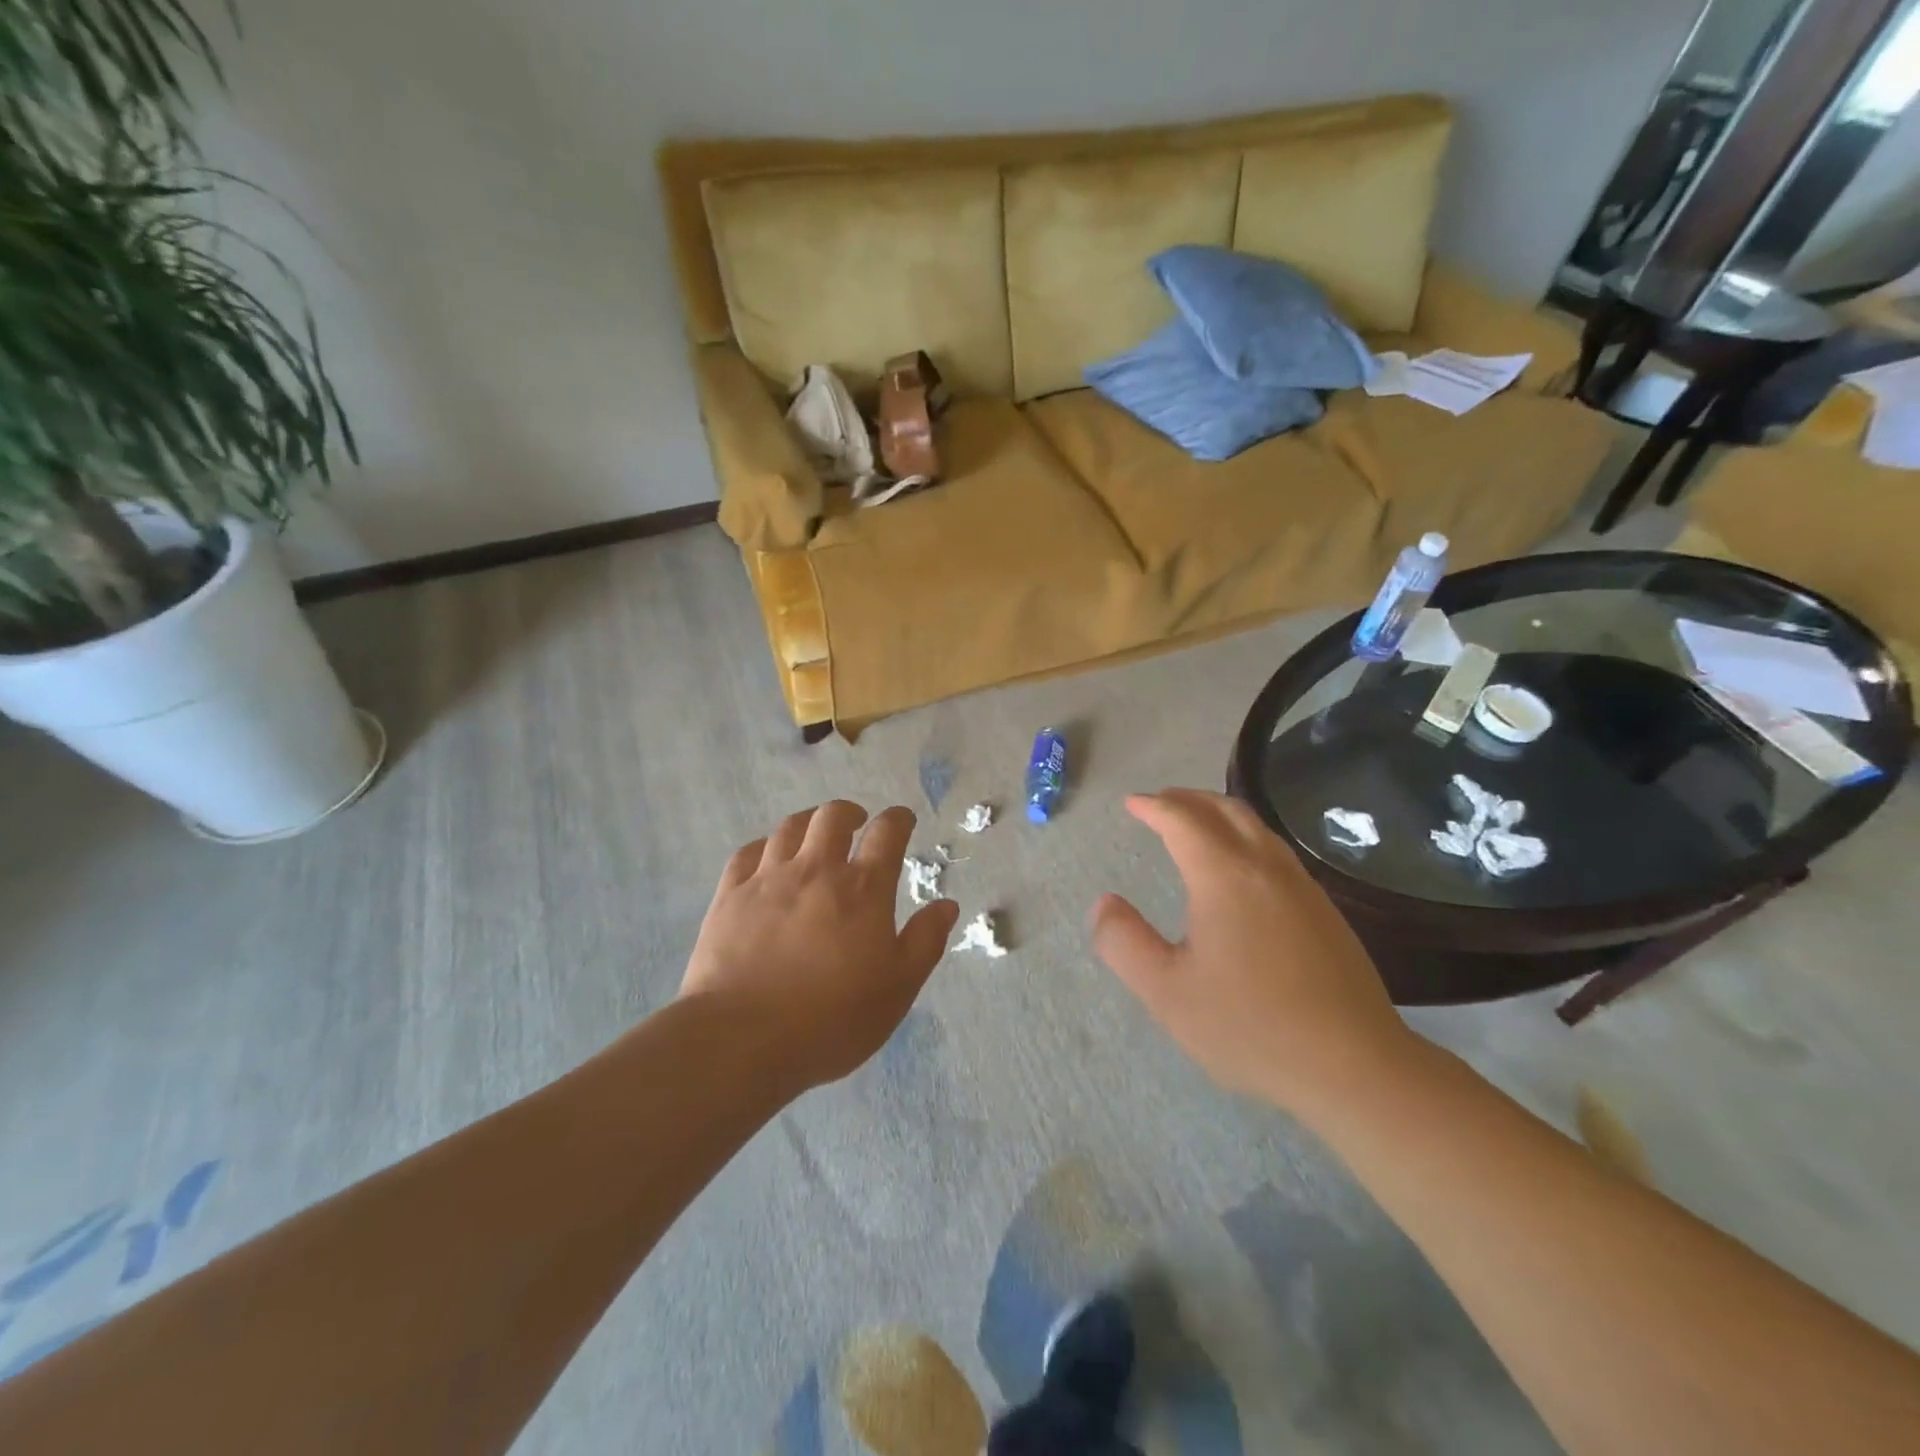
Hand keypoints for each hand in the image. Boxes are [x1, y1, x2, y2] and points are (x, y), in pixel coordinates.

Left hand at [680, 801, 959, 1090]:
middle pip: (833, 817)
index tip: (903, 820)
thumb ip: (925, 941)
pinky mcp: (729, 896)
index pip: (887, 833)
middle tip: (857, 823)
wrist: (742, 1038)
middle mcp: (816, 870)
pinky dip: (763, 846)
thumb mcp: (898, 988)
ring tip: (814, 833)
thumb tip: (946, 904)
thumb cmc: (832, 1018)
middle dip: (850, 812)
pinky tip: (766, 856)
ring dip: (808, 822)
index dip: (898, 820)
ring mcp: (768, 879)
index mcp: (863, 889)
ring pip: (789, 828)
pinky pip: (746, 853)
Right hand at [1090, 789, 1416, 1118]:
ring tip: (1197, 825)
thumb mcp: (1166, 992)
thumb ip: (1124, 943)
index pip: (1183, 820)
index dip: (1154, 807)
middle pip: (1226, 810)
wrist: (1355, 1067)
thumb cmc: (1250, 1027)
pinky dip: (1246, 839)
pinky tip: (1242, 870)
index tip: (1132, 803)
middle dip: (1188, 799)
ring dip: (1220, 815)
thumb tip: (1104, 903)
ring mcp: (1303, 888)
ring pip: (1258, 829)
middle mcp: (1266, 868)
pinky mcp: (1326, 912)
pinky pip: (1277, 852)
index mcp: (1225, 877)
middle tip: (1160, 803)